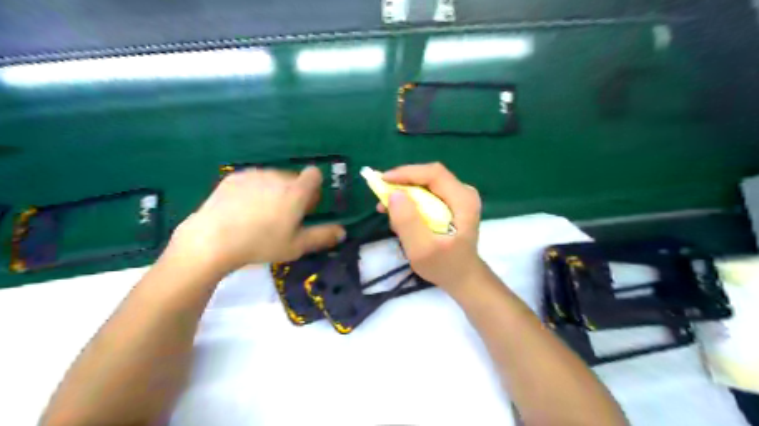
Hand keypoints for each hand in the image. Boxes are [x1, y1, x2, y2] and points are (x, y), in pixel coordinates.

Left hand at [166, 164, 345, 274]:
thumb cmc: (261, 244)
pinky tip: (242, 209)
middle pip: (293, 178)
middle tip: (284, 216)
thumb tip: (342, 231)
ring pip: (273, 179)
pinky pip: (253, 180)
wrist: (213, 240)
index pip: (314, 174)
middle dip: (294, 192)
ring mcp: (254, 175)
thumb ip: (322, 236)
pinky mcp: (234, 177)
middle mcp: (277, 177)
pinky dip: (254, 190)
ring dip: (274, 191)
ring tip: (260, 214)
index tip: (307, 207)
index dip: (314, 189)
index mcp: (296, 191)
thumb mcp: (296, 246)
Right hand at [380, 163, 485, 296]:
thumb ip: (408, 222)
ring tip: (386, 208)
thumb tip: (394, 194)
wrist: (462, 277)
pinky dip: (410, 200)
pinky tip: (399, 215)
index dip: (407, 173)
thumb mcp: (422, 249)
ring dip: (404, 192)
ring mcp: (458, 197)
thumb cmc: (444, 266)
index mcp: (463, 200)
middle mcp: (463, 193)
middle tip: (381, 194)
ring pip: (426, 184)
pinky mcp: (451, 203)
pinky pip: (427, 193)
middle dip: (403, 183)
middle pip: (429, 176)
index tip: (383, 180)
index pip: (434, 174)